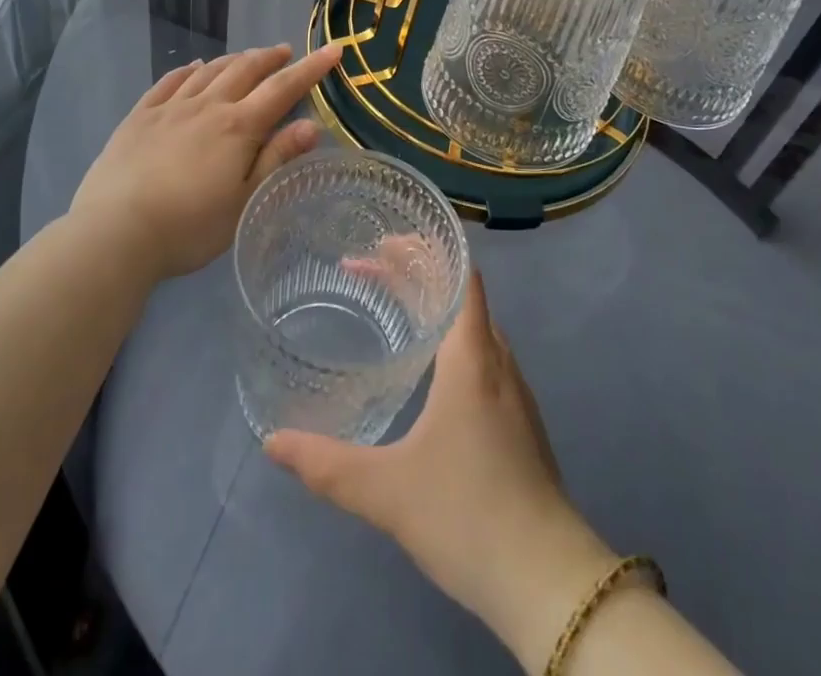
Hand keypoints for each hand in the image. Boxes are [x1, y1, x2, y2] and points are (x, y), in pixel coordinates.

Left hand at [70, 42, 340, 280]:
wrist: (114, 232)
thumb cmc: (189, 226)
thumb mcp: (245, 200)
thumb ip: (277, 158)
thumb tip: (312, 124)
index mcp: (238, 127)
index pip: (283, 88)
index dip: (311, 68)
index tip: (333, 49)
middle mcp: (207, 106)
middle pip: (245, 70)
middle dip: (270, 58)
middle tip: (286, 52)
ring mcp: (170, 108)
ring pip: (209, 71)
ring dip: (233, 60)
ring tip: (247, 57)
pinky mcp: (139, 117)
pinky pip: (168, 82)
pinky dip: (187, 70)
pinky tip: (194, 68)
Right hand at [265, 273, 615, 665]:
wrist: (548, 579)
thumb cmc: (468, 514)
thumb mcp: (388, 491)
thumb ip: (327, 465)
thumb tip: (272, 440)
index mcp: (472, 355)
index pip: (457, 273)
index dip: (423, 249)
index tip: (382, 242)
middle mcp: (497, 359)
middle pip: (459, 293)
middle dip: (414, 274)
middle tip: (366, 268)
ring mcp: (514, 390)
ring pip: (472, 326)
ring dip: (434, 307)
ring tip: (392, 307)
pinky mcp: (519, 420)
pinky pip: (482, 355)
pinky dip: (451, 339)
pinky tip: (429, 370)